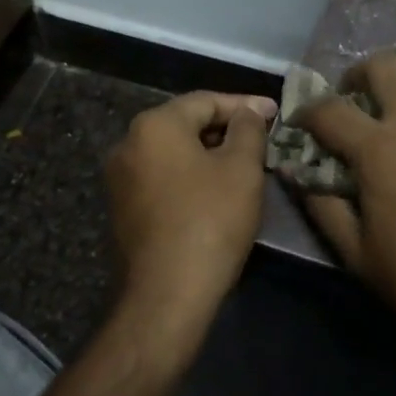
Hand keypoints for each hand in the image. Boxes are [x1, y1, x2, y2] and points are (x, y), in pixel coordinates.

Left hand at [106, 90, 277, 325]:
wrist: (166, 295)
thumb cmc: (209, 221)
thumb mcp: (242, 169)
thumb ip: (248, 129)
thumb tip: (246, 114)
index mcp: (154, 125)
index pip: (205, 100)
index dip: (244, 105)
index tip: (276, 113)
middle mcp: (128, 144)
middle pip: (185, 124)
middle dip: (226, 129)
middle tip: (262, 140)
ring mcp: (120, 179)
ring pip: (173, 153)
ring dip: (209, 154)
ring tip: (244, 165)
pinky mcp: (122, 210)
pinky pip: (162, 178)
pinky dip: (190, 177)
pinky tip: (216, 193)